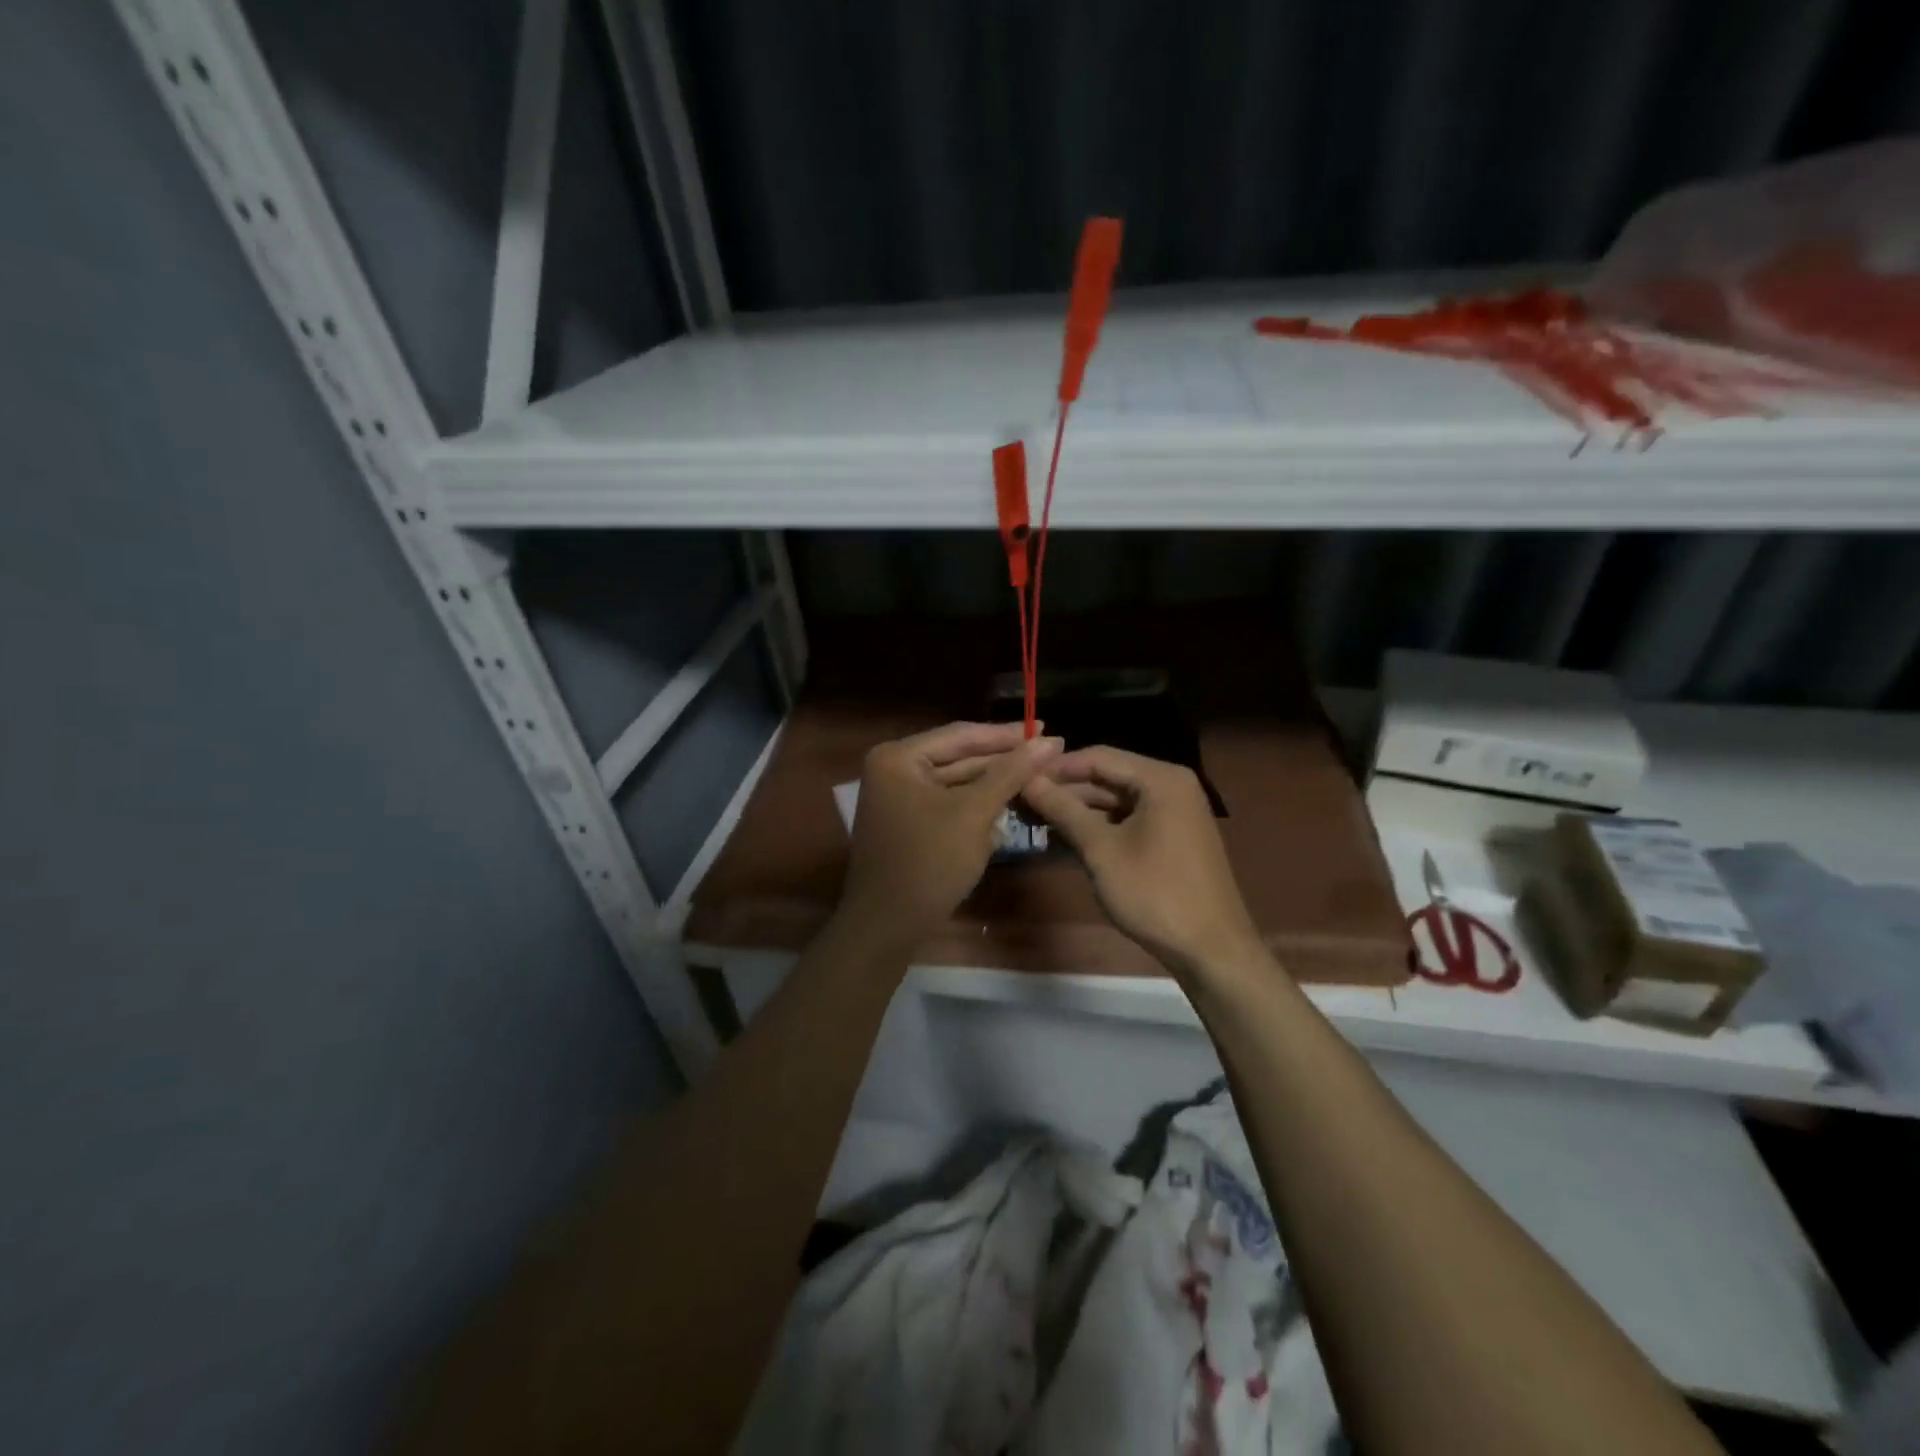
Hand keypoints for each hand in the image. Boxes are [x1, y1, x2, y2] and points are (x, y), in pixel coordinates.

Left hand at [839, 722, 1063, 947]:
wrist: (888, 926)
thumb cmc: (929, 863)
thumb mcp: (974, 813)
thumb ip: (1011, 773)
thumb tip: (1050, 740)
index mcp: (898, 757)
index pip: (961, 735)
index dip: (1007, 734)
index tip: (1048, 730)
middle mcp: (893, 769)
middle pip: (959, 756)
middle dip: (1003, 759)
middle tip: (1049, 752)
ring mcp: (899, 797)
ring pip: (957, 782)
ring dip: (994, 782)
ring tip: (1038, 773)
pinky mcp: (909, 822)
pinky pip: (949, 803)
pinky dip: (977, 804)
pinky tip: (1011, 801)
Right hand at [1021, 746, 1265, 978]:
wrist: (1211, 949)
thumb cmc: (1154, 893)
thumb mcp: (1101, 850)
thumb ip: (1064, 810)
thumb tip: (1027, 780)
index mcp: (1160, 779)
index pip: (1098, 757)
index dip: (1056, 768)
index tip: (1017, 779)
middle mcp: (1171, 785)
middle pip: (1107, 776)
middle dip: (1065, 790)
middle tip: (1021, 802)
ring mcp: (1174, 811)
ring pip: (1116, 799)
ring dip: (1078, 809)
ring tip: (1035, 820)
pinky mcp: (1172, 836)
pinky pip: (1129, 819)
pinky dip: (1099, 826)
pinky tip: (1066, 837)